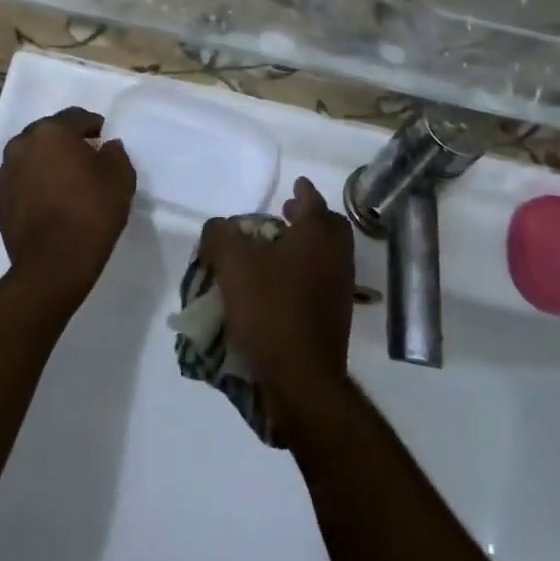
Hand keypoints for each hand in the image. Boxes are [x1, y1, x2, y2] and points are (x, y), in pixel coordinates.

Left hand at [0, 106, 136, 311]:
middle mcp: (21, 145)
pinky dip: (36, 185)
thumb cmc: (91, 212)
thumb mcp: (121, 177)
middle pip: (49, 134)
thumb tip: (107, 147)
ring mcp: (5, 174)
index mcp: (50, 132)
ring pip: (32, 158)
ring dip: (48, 163)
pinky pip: (22, 182)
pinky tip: (51, 202)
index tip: (105, 141)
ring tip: (67, 182)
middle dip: (67, 143)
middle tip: (87, 159)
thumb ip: (115, 153)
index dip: (94, 126)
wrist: (54, 264)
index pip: (76, 117)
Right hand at [201, 177, 354, 422]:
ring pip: (328, 254)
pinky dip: (308, 271)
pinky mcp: (337, 316)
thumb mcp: (232, 265)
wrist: (302, 377)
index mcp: (317, 235)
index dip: (303, 190)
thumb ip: (220, 235)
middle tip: (286, 214)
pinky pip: (324, 280)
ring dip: (307, 245)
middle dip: (309, 216)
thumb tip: (218, 227)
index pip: (313, 201)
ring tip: (278, 249)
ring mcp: (341, 288)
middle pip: (329, 226)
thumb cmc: (269, 309)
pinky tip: (283, 284)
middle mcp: (336, 257)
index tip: (296, 183)